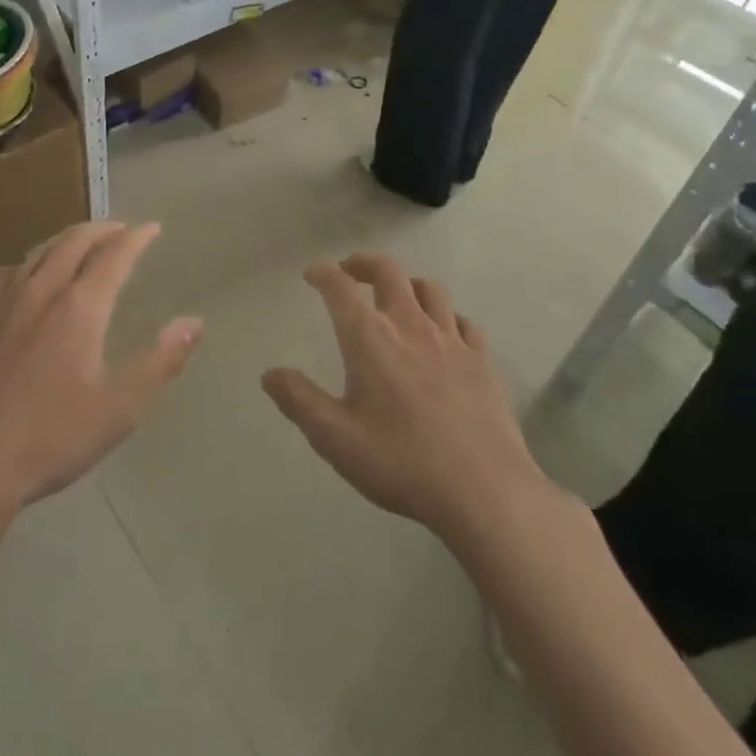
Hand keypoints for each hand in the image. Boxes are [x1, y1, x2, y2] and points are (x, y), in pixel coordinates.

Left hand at [0, 222, 200, 520]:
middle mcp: (40, 292)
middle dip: (101, 229)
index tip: (152, 228)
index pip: (113, 256)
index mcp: (79, 308)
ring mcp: (2, 303)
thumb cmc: (51, 437)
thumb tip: (194, 322)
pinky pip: (7, 273)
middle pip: (73, 242)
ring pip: (38, 253)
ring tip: (81, 242)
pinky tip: (27, 273)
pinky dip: (30, 262)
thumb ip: (160, 361)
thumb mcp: (119, 409)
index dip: (136, 238)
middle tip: (120, 229)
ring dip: (66, 240)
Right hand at [262, 255, 558, 542]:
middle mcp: (409, 325)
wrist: (485, 492)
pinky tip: (443, 332)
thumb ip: (299, 400)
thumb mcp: (335, 438)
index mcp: (369, 337)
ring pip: (429, 289)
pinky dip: (447, 316)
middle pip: (388, 272)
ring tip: (396, 293)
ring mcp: (451, 340)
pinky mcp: (482, 361)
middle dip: (363, 263)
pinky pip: (463, 321)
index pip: (339, 287)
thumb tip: (270, 374)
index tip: (312, 273)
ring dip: (406, 282)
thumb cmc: (400, 462)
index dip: (322, 273)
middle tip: (349, 270)